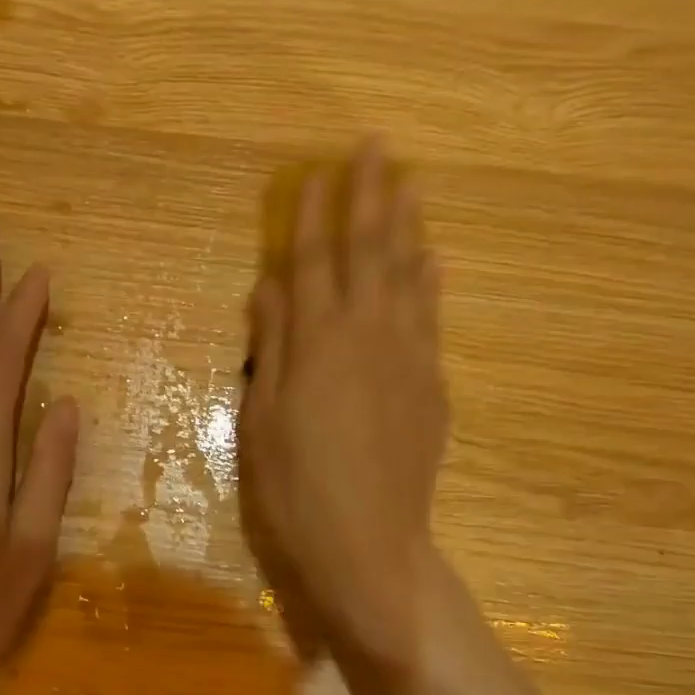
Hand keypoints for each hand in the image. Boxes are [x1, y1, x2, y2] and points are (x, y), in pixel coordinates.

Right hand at [241, 137, 447, 668]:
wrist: (368, 544)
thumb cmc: (295, 488)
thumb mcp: (261, 419)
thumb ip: (271, 345)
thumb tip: (270, 285)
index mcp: (317, 342)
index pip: (312, 261)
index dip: (312, 216)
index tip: (316, 173)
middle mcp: (367, 335)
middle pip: (370, 252)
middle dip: (370, 197)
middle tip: (376, 149)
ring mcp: (409, 358)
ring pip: (410, 277)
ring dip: (408, 228)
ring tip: (410, 187)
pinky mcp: (433, 386)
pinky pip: (432, 318)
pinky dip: (432, 283)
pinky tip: (433, 262)